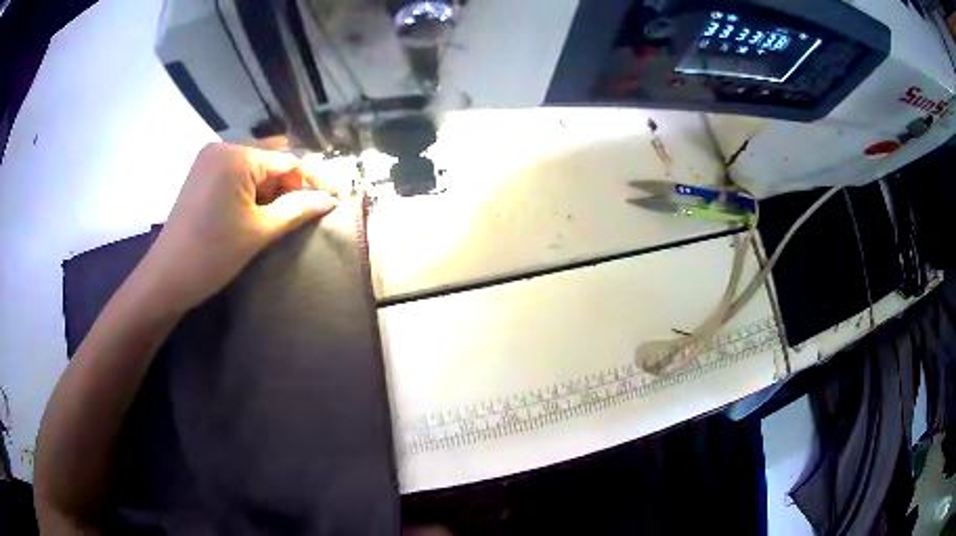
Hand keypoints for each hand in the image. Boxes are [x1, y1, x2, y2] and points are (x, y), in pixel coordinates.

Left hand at [138, 142, 338, 311]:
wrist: (167, 277)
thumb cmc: (213, 254)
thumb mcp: (259, 232)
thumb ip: (297, 209)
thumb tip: (330, 199)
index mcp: (236, 157)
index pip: (287, 160)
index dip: (313, 179)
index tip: (336, 196)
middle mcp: (223, 147)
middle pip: (271, 158)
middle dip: (294, 181)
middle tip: (314, 205)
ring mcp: (209, 159)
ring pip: (254, 165)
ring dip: (274, 185)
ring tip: (291, 209)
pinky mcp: (202, 174)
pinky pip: (237, 172)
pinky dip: (254, 187)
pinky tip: (263, 206)